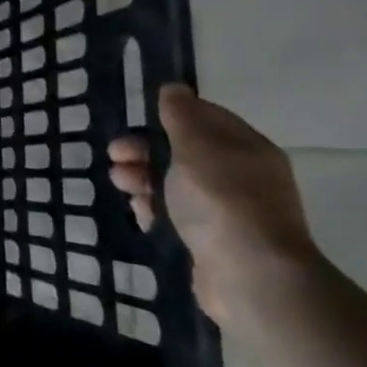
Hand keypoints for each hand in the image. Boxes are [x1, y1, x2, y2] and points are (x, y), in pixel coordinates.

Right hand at [107, 84, 318, 323]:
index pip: (206, 118)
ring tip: (121, 185)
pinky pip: (176, 216)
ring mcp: (228, 212)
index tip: (136, 120)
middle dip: (145, 150)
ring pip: (175, 184)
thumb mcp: (196, 147)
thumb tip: (174, 88)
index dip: (168, 116)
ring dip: (143, 179)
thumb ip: (181, 116)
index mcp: (246, 148)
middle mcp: (241, 176)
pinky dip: (155, 211)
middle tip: (115, 156)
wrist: (251, 278)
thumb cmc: (221, 201)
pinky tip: (141, 215)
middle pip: (184, 152)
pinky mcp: (212, 241)